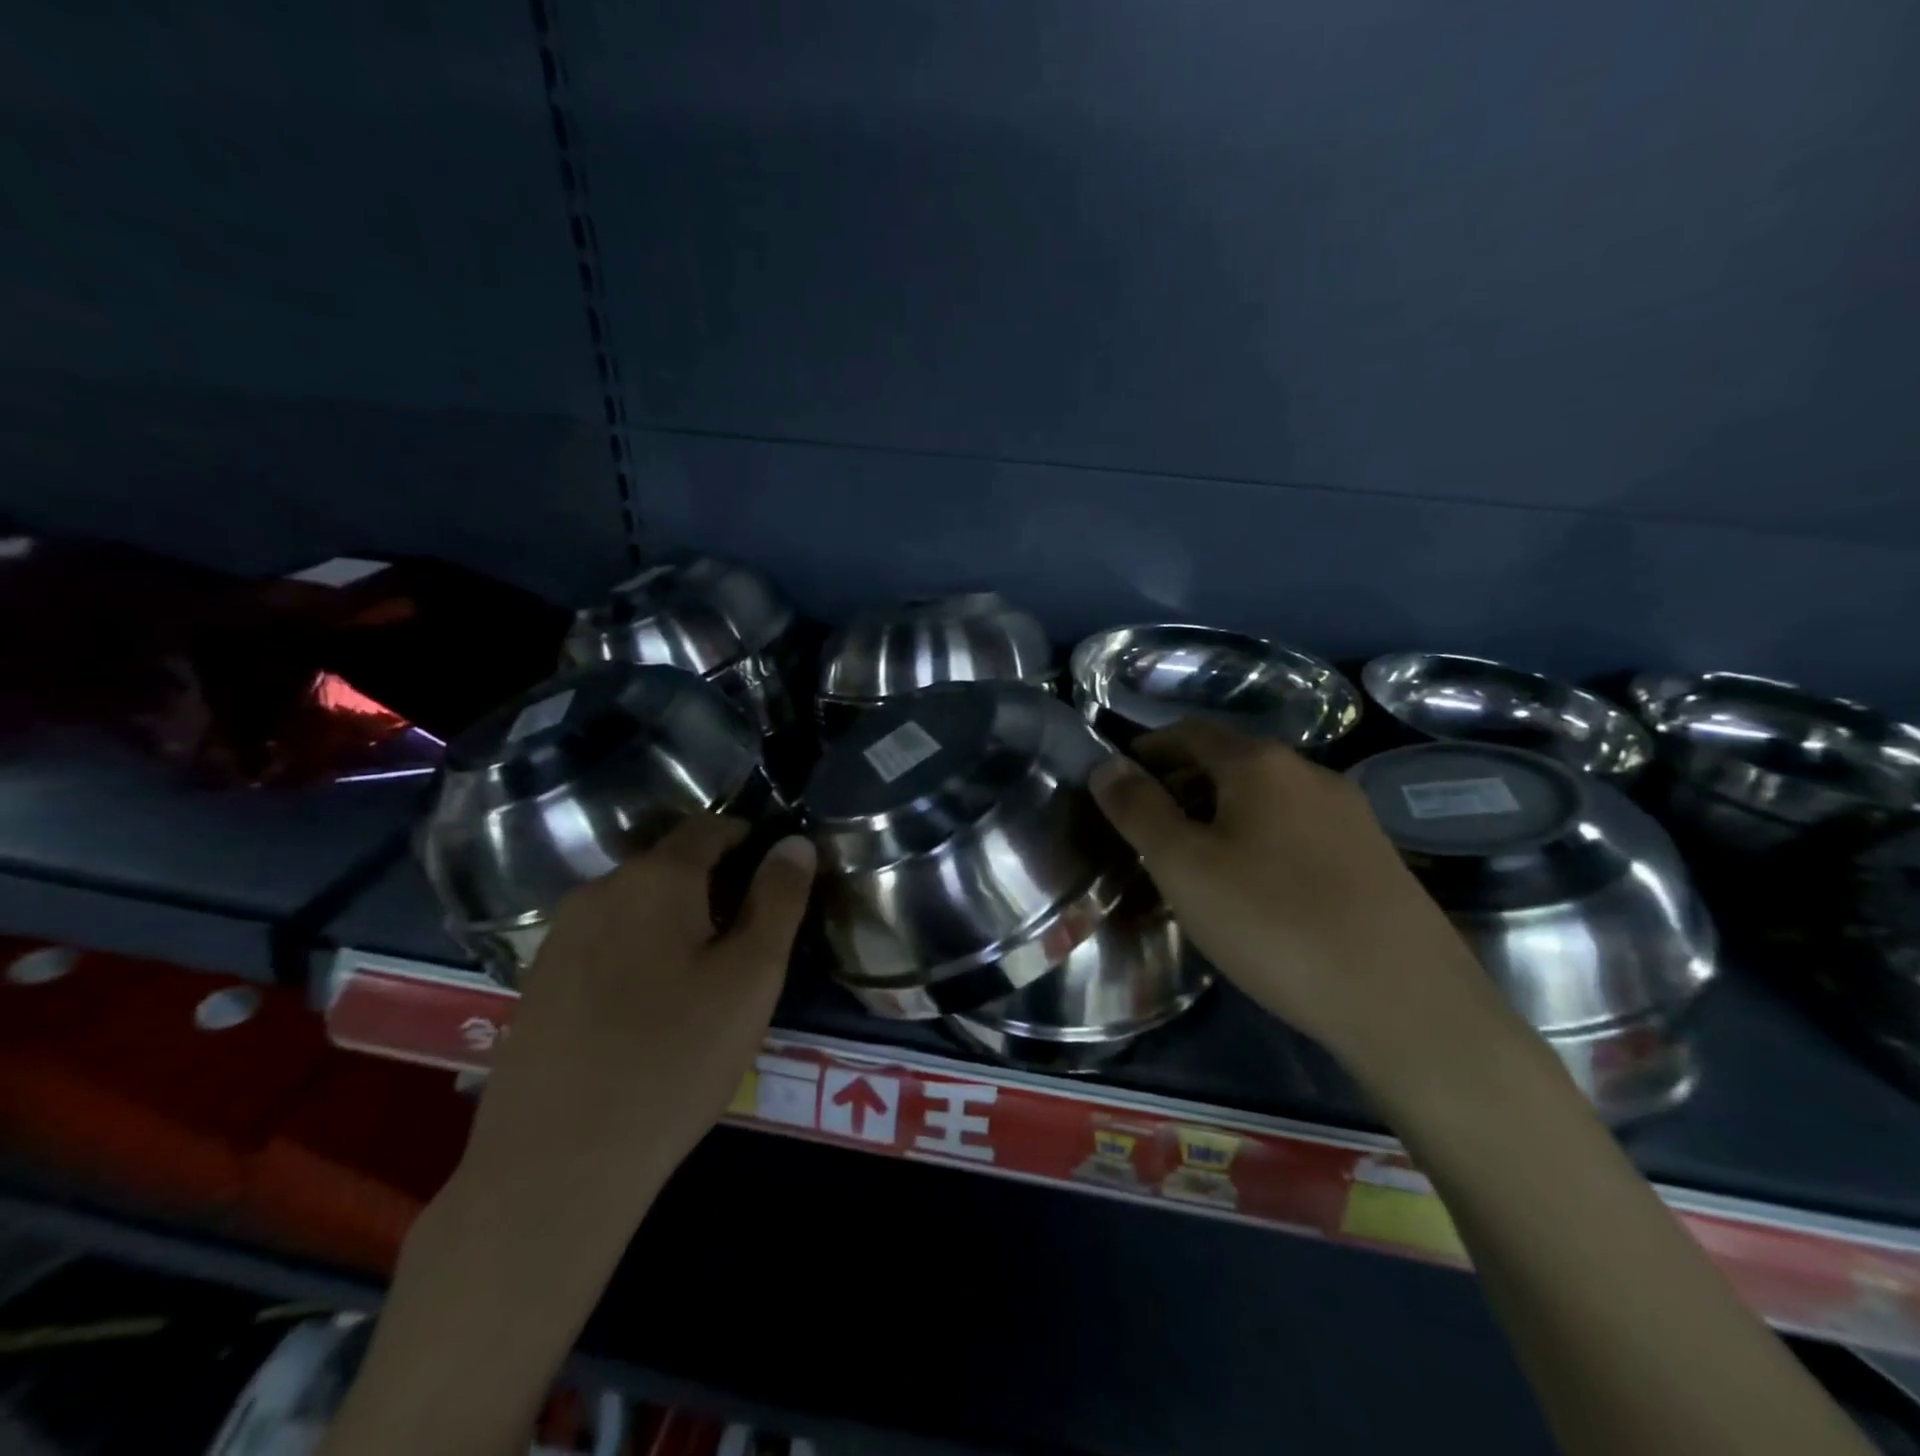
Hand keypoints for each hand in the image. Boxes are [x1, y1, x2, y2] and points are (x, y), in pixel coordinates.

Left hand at [454, 815, 816, 1225]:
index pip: (710, 827)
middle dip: (715, 886)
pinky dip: (638, 952)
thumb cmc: (675, 1057)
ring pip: (636, 906)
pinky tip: (650, 1008)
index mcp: (656, 878)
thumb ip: (779, 899)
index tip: (776, 876)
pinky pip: (605, 943)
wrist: (555, 1166)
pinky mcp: (538, 982)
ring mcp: (560, 937)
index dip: (749, 840)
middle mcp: (600, 890)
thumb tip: (795, 843)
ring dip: (675, 921)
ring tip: (704, 978)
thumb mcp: (752, 976)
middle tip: (749, 941)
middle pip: (671, 866)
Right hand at [1089, 719, 1520, 1083]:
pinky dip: (1260, 839)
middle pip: (1230, 761)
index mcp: (1260, 764)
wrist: (1406, 1002)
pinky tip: (1255, 887)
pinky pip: (1298, 830)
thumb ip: (1138, 810)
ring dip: (1221, 813)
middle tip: (1146, 826)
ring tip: (1194, 860)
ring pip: (1267, 798)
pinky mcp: (1376, 857)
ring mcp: (1351, 815)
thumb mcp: (1184, 866)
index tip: (1118, 779)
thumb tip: (1106, 764)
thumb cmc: (1273, 922)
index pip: (1190, 732)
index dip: (1148, 748)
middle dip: (1181, 783)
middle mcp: (1311, 773)